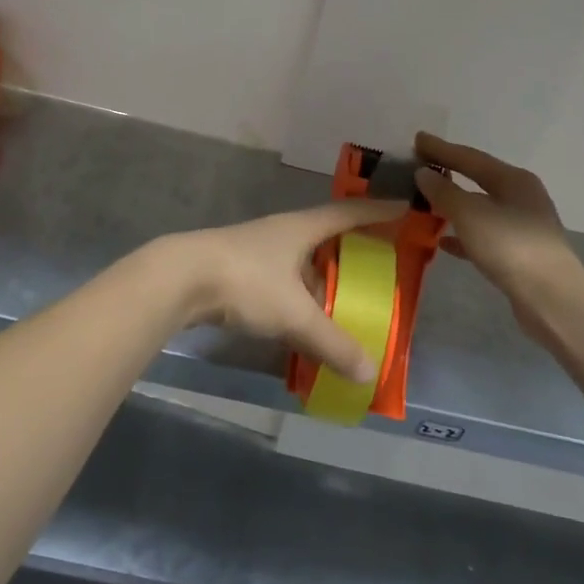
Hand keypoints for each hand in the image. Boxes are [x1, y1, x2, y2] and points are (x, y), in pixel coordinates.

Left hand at [161, 199, 407, 382]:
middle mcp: (282, 232)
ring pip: (301, 262)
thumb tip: (369, 373)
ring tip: (344, 304)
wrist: (179, 279)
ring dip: (322, 280)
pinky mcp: (239, 270)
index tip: (404, 210)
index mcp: (302, 228)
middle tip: (379, 266)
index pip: (349, 213)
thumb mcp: (295, 314)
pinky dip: (298, 299)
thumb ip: (331, 343)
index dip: (378, 212)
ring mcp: (258, 250)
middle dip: (352, 249)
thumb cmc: (246, 281)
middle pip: (326, 236)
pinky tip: (302, 323)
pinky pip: (282, 282)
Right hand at [413, 133, 583, 348]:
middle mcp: (521, 196)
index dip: (441, 148)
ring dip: (454, 204)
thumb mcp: (470, 214)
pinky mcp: (519, 253)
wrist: (552, 299)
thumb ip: (444, 192)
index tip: (417, 139)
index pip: (470, 157)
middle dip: (449, 173)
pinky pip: (483, 235)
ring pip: (480, 207)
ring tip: (426, 202)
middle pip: (478, 179)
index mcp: (513, 179)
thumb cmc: (510, 247)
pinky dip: (463, 234)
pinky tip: (444, 241)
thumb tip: (423, 173)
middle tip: (420, 167)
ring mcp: (522, 225)